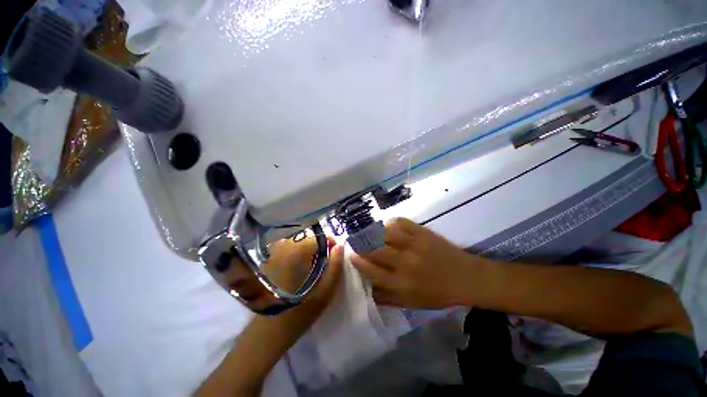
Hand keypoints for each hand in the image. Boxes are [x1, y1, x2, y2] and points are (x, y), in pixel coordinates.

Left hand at [258, 238, 343, 343]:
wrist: (267, 334)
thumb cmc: (299, 315)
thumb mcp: (325, 293)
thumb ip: (335, 267)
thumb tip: (340, 246)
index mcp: (296, 254)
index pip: (316, 237)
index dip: (329, 242)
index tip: (335, 252)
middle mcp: (282, 249)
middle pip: (306, 238)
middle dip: (319, 246)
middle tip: (326, 261)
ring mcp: (273, 255)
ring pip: (297, 242)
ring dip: (309, 250)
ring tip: (314, 265)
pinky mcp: (269, 262)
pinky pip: (288, 249)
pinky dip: (298, 254)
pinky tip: (300, 269)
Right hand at [351, 218, 486, 308]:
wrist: (465, 277)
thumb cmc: (437, 294)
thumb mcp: (411, 303)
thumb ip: (386, 297)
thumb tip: (366, 288)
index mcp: (402, 283)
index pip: (372, 271)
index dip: (358, 261)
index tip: (350, 255)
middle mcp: (405, 263)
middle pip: (375, 249)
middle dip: (361, 244)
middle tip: (355, 241)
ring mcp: (414, 244)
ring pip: (386, 233)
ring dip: (373, 232)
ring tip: (367, 232)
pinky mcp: (422, 232)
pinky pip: (401, 222)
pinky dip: (390, 222)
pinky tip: (387, 226)